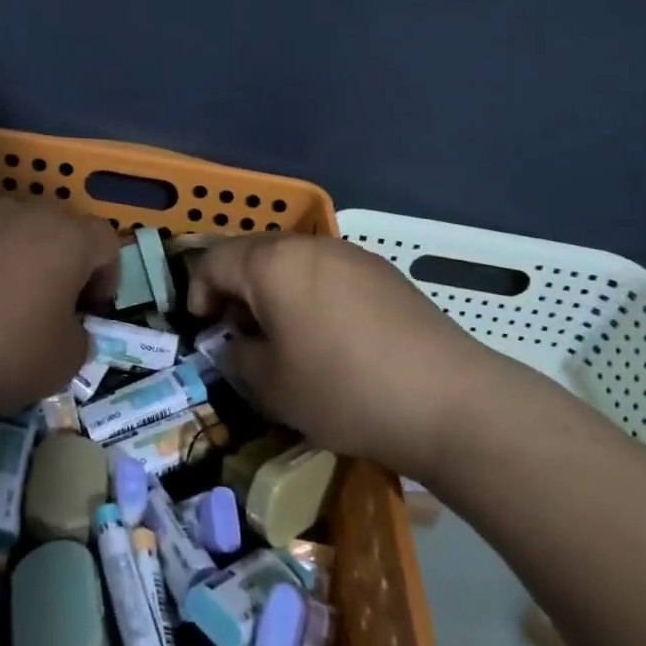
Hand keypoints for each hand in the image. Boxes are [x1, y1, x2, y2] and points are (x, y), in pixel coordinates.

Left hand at [0, 200, 119, 425]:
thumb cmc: (5, 351)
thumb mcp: (64, 363)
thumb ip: (80, 340)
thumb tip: (71, 333)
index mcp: (70, 240)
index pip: (107, 242)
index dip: (108, 276)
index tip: (93, 311)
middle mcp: (27, 215)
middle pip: (60, 227)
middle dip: (65, 261)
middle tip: (56, 305)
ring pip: (13, 225)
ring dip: (19, 252)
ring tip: (6, 295)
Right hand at [188, 234, 500, 481]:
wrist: (448, 399)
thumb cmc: (343, 390)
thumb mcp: (272, 386)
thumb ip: (237, 357)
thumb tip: (234, 344)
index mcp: (273, 263)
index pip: (214, 260)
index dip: (197, 292)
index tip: (202, 328)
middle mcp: (310, 246)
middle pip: (254, 254)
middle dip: (235, 289)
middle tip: (238, 333)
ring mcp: (351, 255)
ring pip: (293, 262)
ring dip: (273, 291)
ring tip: (282, 336)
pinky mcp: (383, 273)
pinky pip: (327, 273)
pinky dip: (309, 294)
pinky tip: (327, 335)